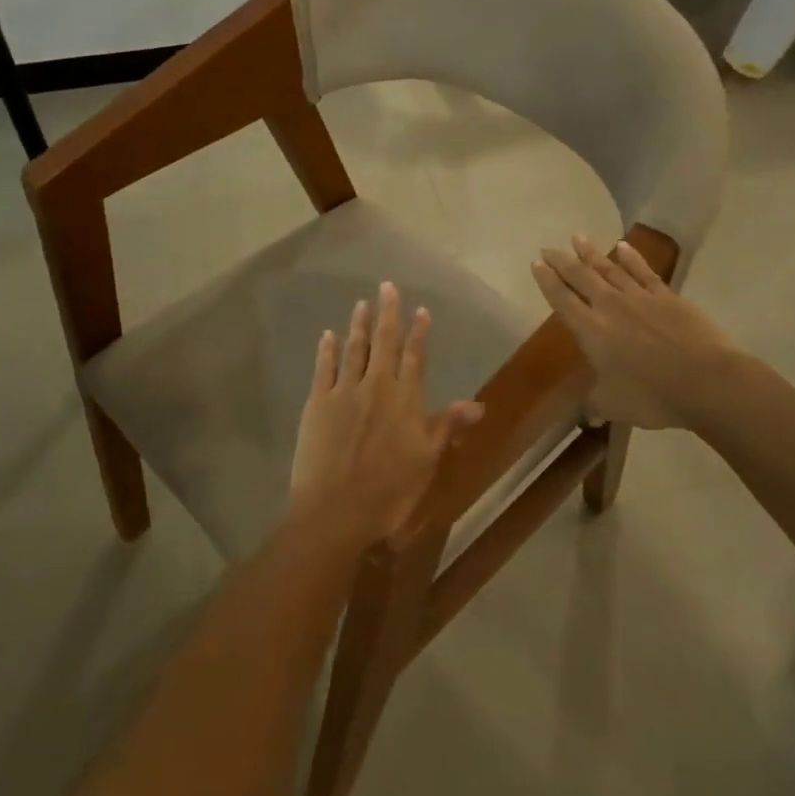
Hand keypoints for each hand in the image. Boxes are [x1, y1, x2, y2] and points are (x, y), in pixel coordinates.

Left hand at [288, 283, 483, 548]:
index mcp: (405, 400)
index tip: (420, 309)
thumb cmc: (389, 492)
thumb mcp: (427, 461)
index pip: (415, 357)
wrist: (335, 509)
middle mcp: (376, 387)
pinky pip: (323, 367)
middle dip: (388, 313)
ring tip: (362, 303)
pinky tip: (328, 335)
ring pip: (354, 349)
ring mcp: (344, 392)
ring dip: (359, 325)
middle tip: (387, 286)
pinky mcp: (316, 403)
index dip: (418, 332)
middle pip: (384, 343)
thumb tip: (478, 405)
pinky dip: (327, 349)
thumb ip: (447, 426)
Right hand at [530, 235, 741, 430]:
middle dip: (562, 262)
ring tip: (578, 238)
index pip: (562, 300)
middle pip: (581, 278)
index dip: (547, 282)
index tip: (536, 264)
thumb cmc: (652, 396)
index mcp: (591, 331)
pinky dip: (631, 257)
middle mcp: (610, 307)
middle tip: (548, 249)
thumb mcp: (614, 405)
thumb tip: (589, 415)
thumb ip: (596, 404)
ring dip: (591, 253)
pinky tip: (622, 246)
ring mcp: (640, 298)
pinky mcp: (667, 297)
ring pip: (609, 269)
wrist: (706, 382)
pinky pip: (644, 272)